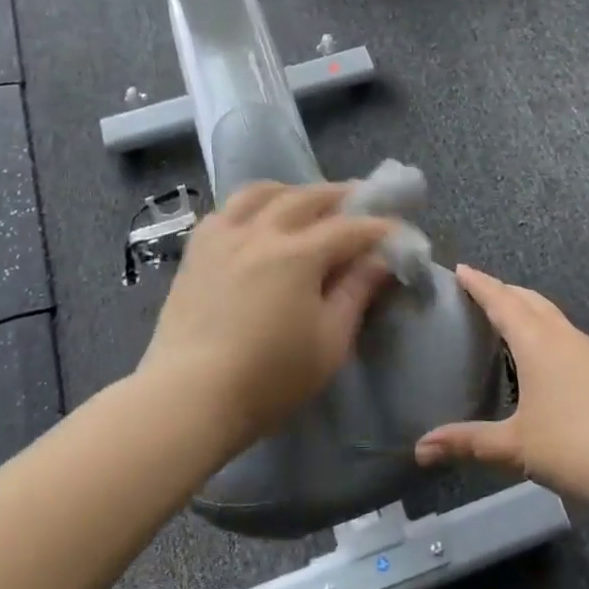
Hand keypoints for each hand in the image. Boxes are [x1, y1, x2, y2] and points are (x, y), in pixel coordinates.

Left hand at [141, 181, 397, 447]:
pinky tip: (257, 220)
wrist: (189, 398)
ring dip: (293, 191)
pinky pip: (227, 210)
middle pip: (307, 197)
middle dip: (340, 195)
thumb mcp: (329, 342)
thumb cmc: (269, 378)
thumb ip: (356, 293)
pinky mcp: (196, 252)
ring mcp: (223, 237)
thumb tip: (379, 259)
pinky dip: (251, 205)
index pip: (349, 228)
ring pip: (261, 192)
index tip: (399, 231)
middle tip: (361, 198)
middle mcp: (260, 232)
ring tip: (307, 201)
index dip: (378, 228)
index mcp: (297, 254)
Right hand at [415, 266, 588, 508]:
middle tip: (479, 291)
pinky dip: (546, 331)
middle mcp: (564, 336)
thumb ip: (468, 443)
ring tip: (508, 319)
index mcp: (538, 341)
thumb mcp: (515, 446)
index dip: (480, 284)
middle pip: (530, 300)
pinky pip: (567, 336)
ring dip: (528, 309)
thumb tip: (420, 448)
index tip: (461, 269)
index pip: (502, 301)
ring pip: (552, 317)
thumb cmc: (577, 446)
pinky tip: (543, 358)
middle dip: (504, 291)